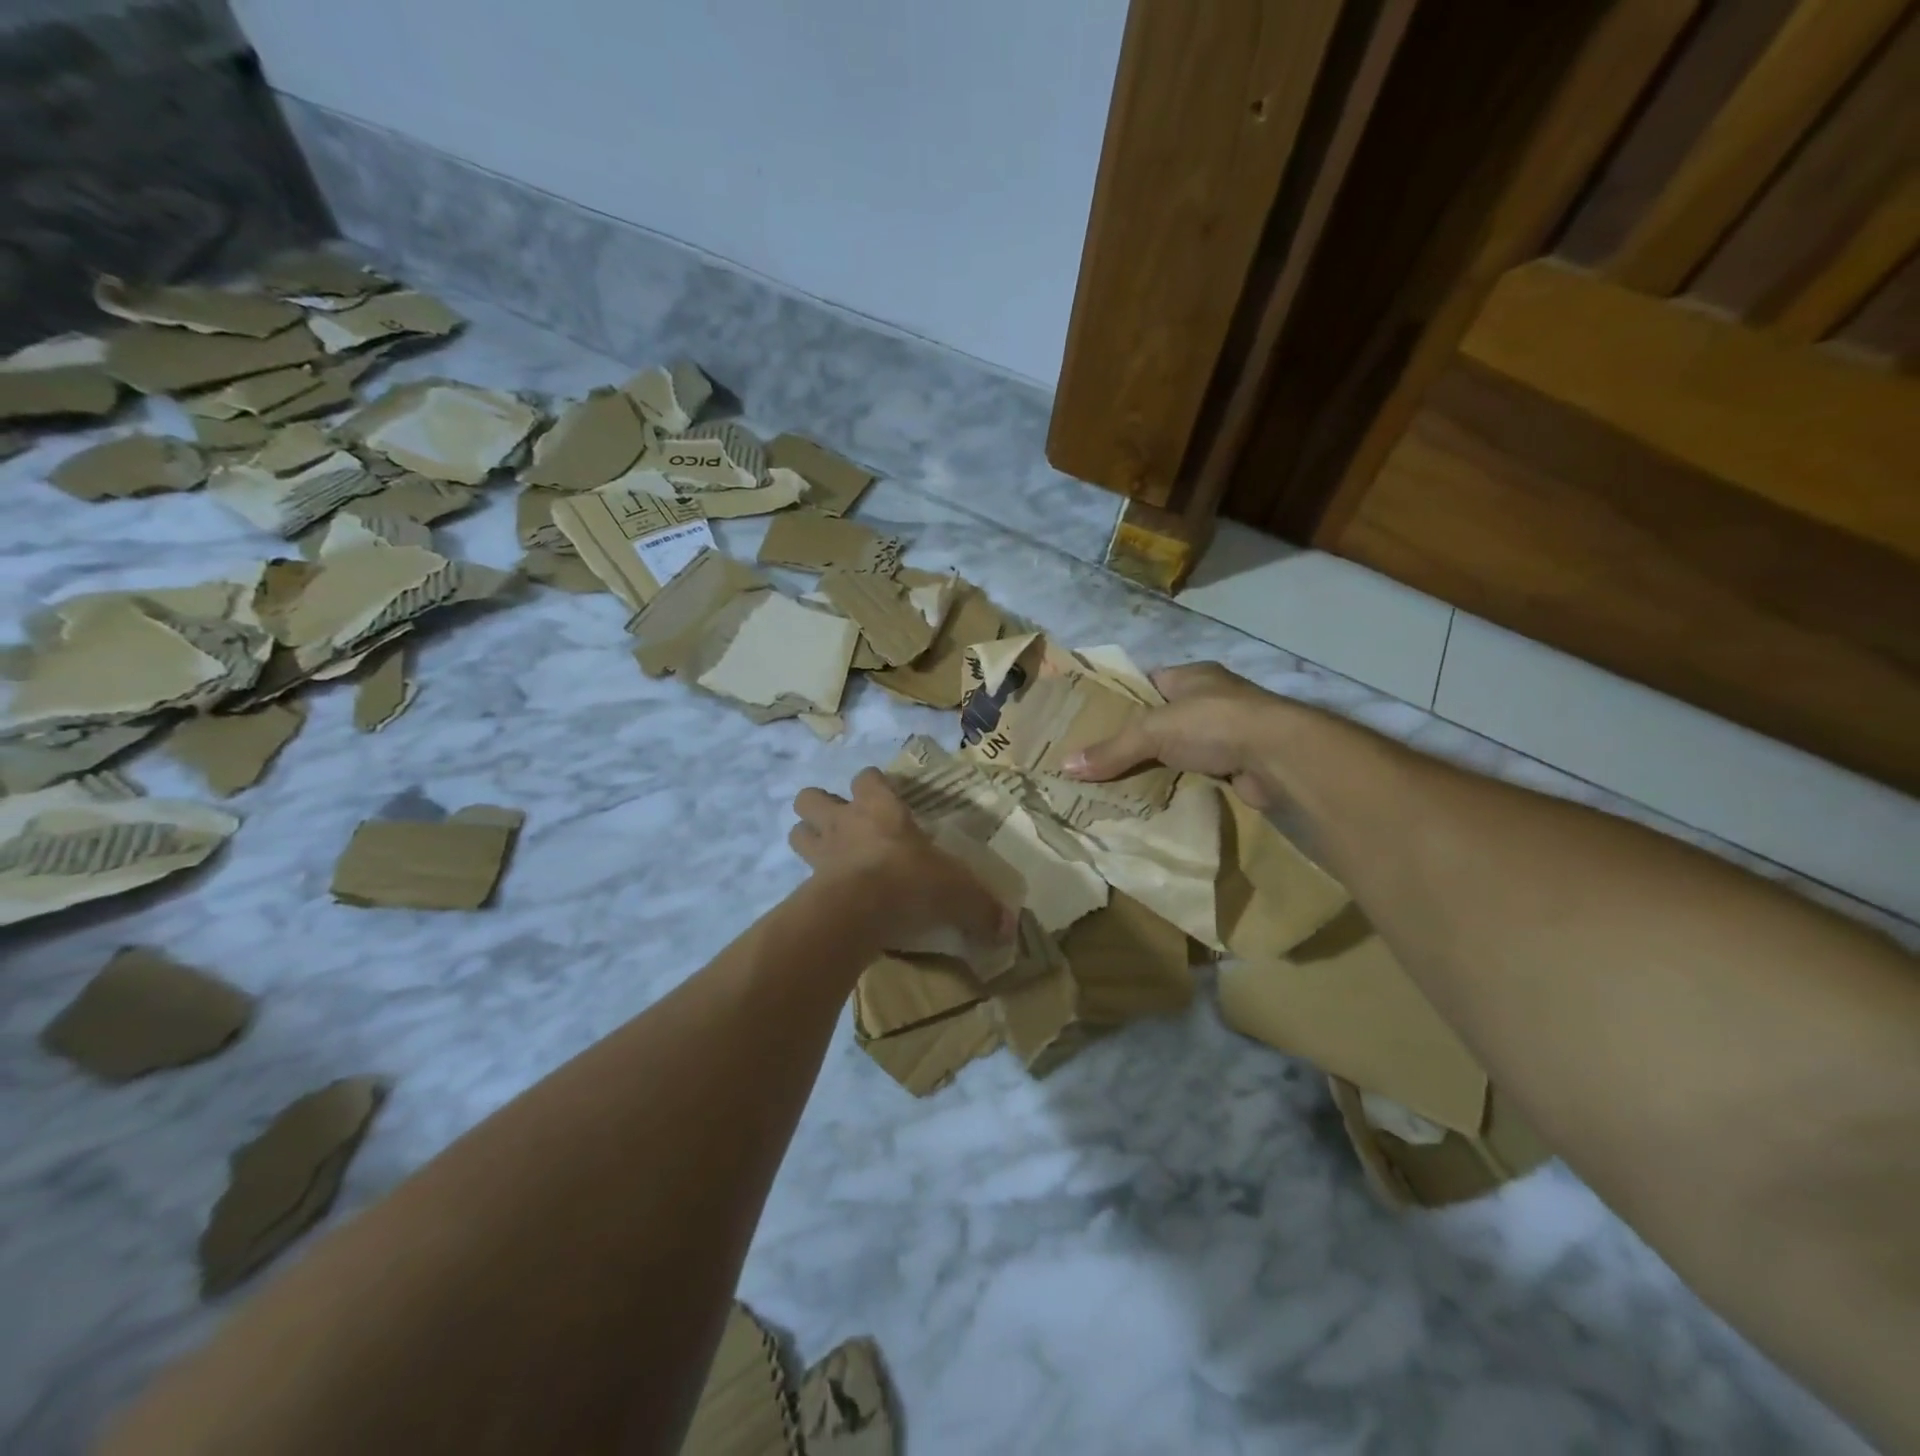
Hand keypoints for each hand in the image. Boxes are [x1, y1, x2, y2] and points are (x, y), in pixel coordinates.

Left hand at [790, 768, 1016, 960]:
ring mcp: (821, 853)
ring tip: (829, 856)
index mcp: (881, 809)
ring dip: (809, 839)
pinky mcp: (807, 885)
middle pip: (812, 798)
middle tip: (844, 826)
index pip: (867, 777)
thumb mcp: (958, 893)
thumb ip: (981, 909)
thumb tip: (1007, 928)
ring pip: (797, 831)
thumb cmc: (912, 882)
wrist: (860, 912)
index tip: (883, 798)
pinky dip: (811, 883)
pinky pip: (801, 876)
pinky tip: (829, 897)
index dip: (872, 784)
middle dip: (822, 807)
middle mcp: (845, 822)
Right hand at [1064, 661, 1286, 809]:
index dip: (1122, 699)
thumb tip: (1065, 765)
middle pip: (1163, 716)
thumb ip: (1112, 748)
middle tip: (1102, 756)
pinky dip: (1181, 781)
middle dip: (1137, 736)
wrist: (1279, 755)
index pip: (1148, 682)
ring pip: (1182, 746)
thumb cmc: (1214, 723)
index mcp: (1191, 676)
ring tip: (1121, 780)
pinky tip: (1157, 794)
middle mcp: (1211, 698)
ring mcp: (1229, 730)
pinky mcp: (1239, 762)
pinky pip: (1199, 770)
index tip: (1094, 720)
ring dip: (1160, 762)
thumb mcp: (1152, 730)